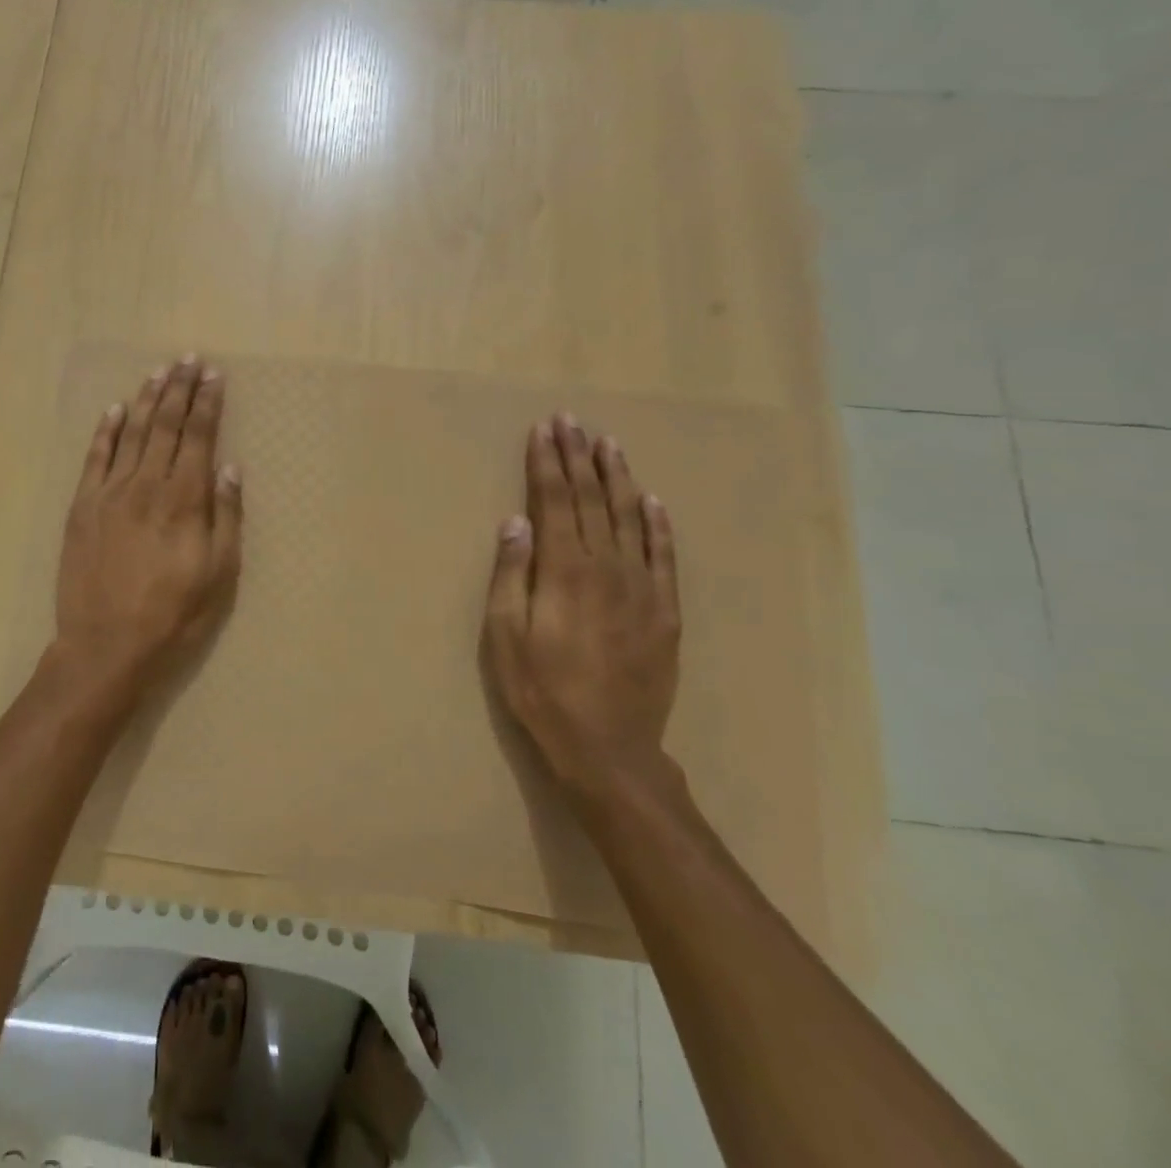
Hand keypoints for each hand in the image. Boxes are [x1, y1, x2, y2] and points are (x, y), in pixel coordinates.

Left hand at [53, 356, 242, 706]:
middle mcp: (147, 485)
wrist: (106, 645)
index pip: (199, 437)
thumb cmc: (174, 615)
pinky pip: (95, 458)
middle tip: (189, 359)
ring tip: (159, 372)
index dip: (207, 403)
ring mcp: (110, 493)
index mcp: (184, 500)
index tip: (214, 375)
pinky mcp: (82, 507)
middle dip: (180, 389)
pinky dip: (106, 431)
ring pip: (132, 434)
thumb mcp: (219, 574)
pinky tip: (115, 410)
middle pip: (166, 426)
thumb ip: (226, 517)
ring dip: (147, 400)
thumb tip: (230, 468)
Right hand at [481, 413, 682, 807]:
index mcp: (564, 571)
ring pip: (630, 518)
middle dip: (578, 458)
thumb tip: (516, 521)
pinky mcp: (665, 611)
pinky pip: (664, 556)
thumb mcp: (505, 636)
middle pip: (592, 500)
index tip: (544, 429)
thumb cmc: (542, 691)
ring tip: (608, 444)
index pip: (555, 502)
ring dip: (617, 478)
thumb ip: (511, 575)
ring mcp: (642, 588)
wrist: (609, 749)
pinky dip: (658, 524)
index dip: (548, 463)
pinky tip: (652, 500)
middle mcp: (607, 568)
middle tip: (571, 421)